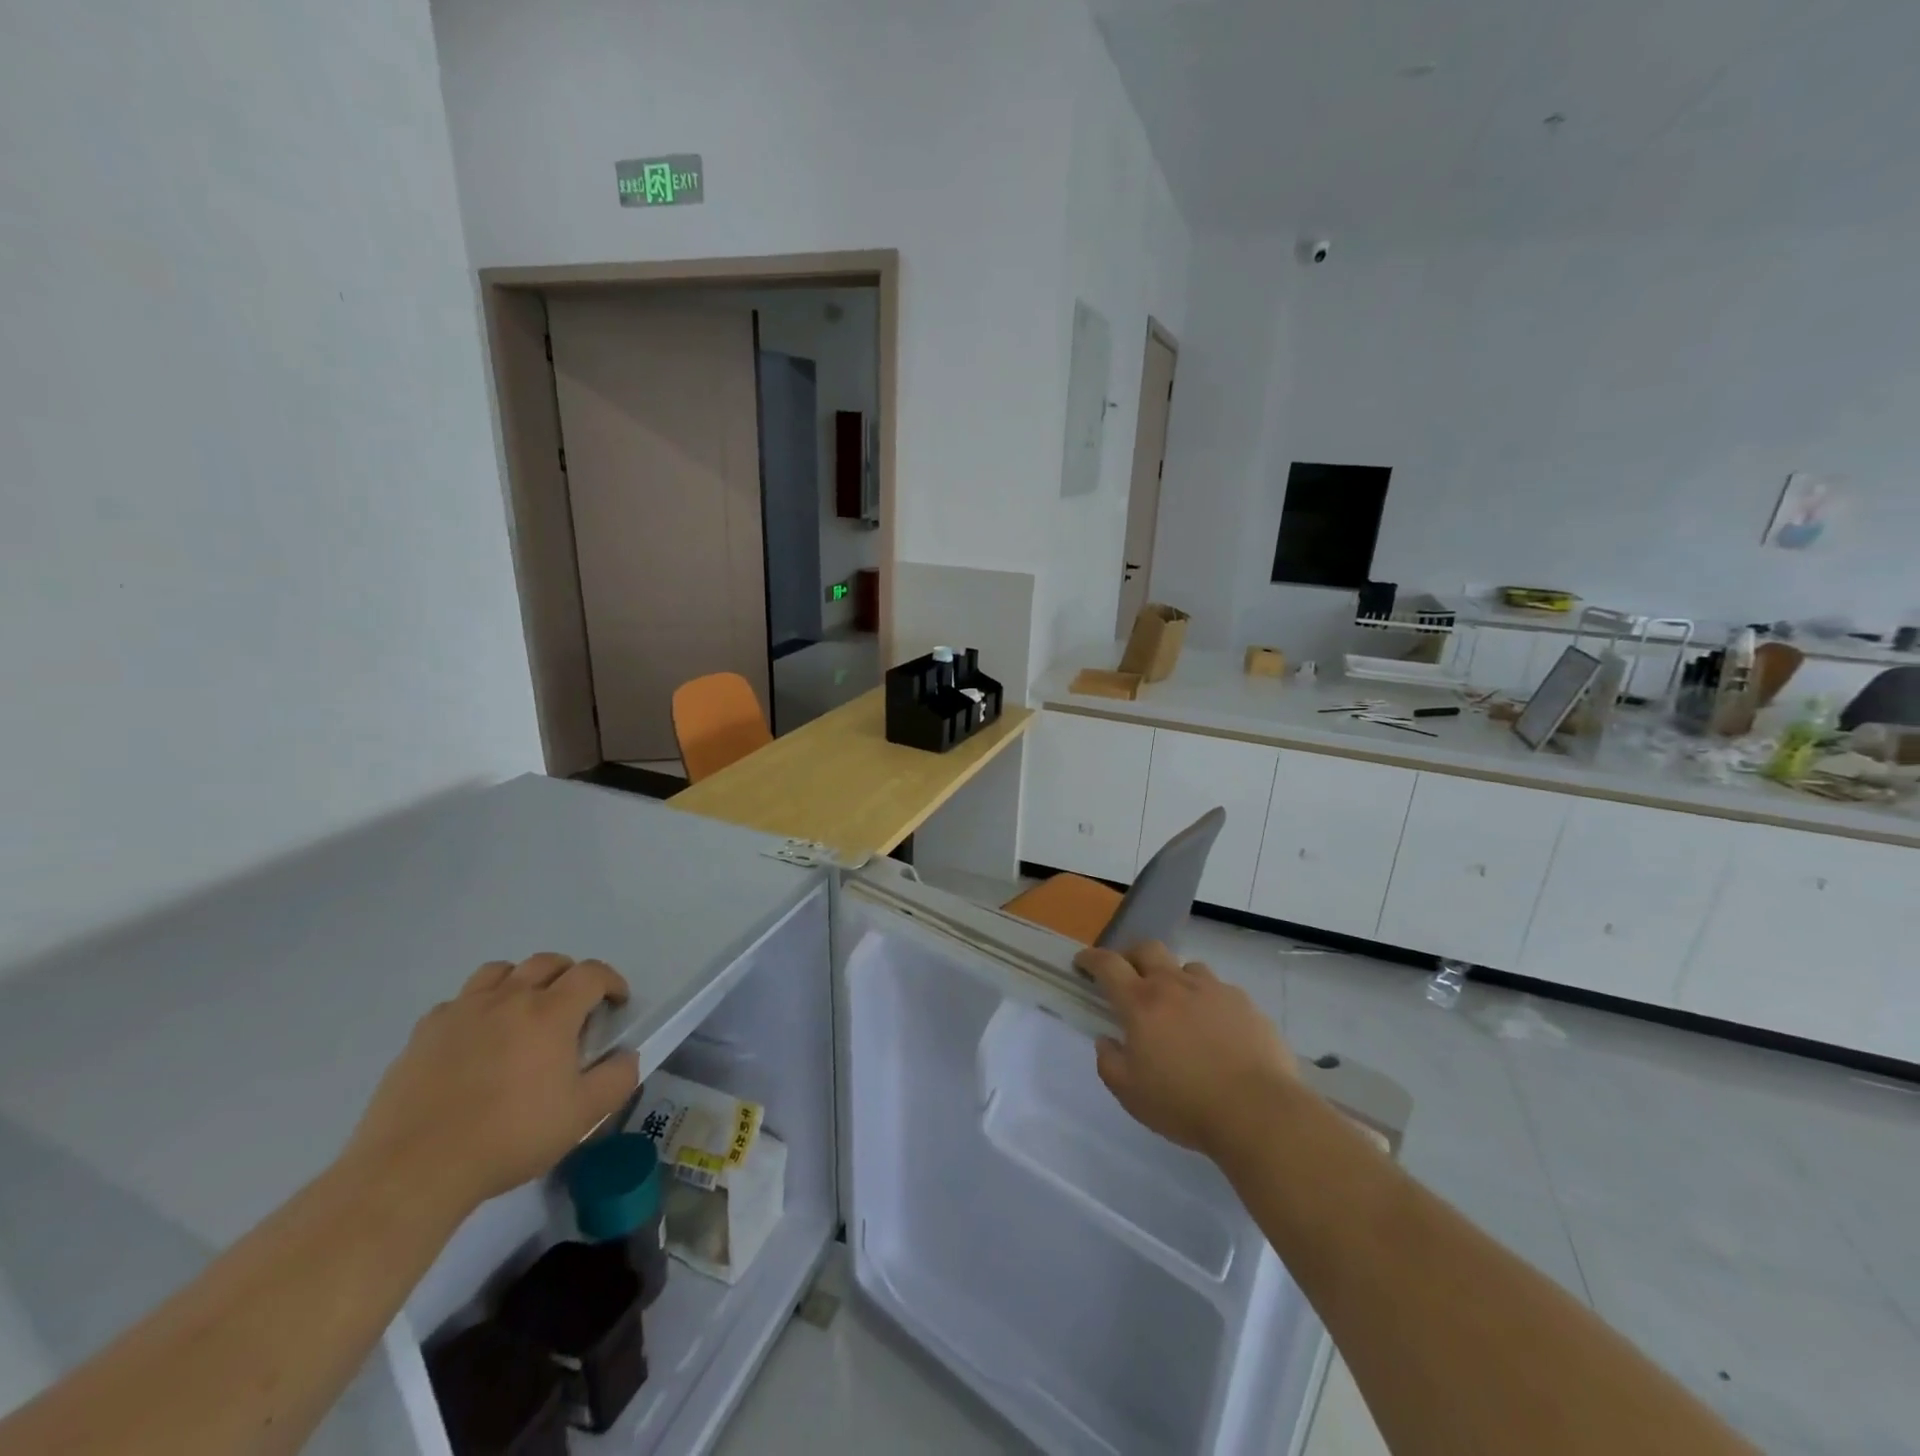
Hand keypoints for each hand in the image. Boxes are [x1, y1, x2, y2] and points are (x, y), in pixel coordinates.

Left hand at [345, 954, 639, 1215]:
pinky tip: (476, 1040)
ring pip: (499, 971)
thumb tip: (627, 1056)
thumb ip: (617, 1079)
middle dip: (570, 975)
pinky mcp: (424, 1033)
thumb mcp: (582, 1116)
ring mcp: (461, 1012)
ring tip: (524, 1012)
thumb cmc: (509, 1138)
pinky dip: (477, 1008)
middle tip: (575, 1007)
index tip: (616, 1003)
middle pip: (546, 962)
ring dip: (521, 981)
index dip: (611, 981)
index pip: (591, 973)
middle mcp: (508, 998)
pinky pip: (459, 1002)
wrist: (413, 1170)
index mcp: (550, 1012)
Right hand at [1075, 941, 1296, 1158]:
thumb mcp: (1131, 1094)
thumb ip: (1110, 1063)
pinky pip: (1219, 990)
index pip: (1108, 965)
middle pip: (1147, 949)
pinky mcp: (1244, 1003)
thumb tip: (1106, 1041)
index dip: (1091, 959)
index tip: (1082, 962)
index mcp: (1141, 1003)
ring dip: (1173, 978)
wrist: (1258, 1111)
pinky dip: (1208, 1000)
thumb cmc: (1185, 1104)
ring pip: (1186, 967)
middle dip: (1131, 956)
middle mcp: (1174, 985)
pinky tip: (1216, 1028)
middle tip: (1128, 976)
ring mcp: (1213, 990)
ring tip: (1177, 1005)